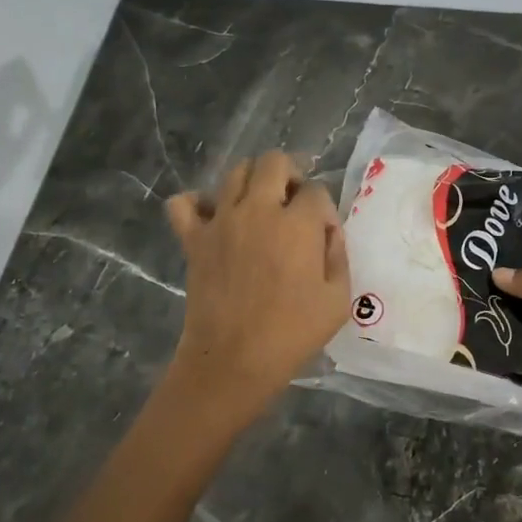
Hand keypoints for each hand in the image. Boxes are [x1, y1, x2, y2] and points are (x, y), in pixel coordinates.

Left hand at [164, 152, 350, 429]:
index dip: (324, 210)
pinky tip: (213, 218)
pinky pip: (184, 203)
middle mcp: (258, 210)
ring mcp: (221, 220)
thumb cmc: (292, 333)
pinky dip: (197, 203)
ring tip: (259, 207)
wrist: (233, 360)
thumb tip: (327, 231)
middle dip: (290, 174)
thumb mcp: (338, 299)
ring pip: (234, 172)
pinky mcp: (194, 238)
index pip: (316, 190)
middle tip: (293, 204)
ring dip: (252, 182)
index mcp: (297, 224)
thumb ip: (337, 254)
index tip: (323, 236)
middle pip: (274, 162)